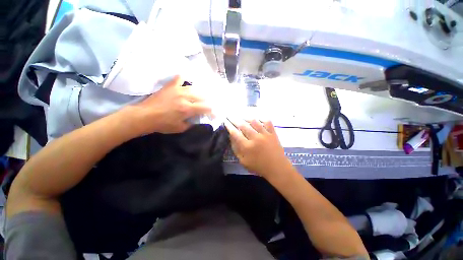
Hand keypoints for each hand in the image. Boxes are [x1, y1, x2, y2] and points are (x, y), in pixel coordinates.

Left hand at [128, 76, 211, 134]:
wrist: (144, 116)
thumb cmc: (163, 124)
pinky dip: (184, 80)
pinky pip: (179, 78)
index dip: (213, 111)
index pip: (206, 108)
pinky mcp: (170, 86)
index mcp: (188, 109)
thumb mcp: (180, 128)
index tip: (215, 114)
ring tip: (202, 96)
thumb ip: (191, 123)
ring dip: (200, 93)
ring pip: (194, 88)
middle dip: (208, 101)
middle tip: (209, 105)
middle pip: (203, 96)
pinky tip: (187, 83)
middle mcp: (185, 97)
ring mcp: (177, 90)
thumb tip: (198, 119)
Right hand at [225, 118, 293, 179]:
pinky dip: (262, 118)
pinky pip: (267, 122)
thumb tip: (232, 137)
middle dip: (235, 119)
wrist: (277, 168)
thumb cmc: (259, 166)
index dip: (229, 126)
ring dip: (247, 117)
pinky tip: (257, 118)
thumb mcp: (243, 161)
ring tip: (242, 116)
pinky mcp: (273, 133)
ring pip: (254, 122)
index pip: (235, 133)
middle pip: (243, 125)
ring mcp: (265, 135)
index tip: (226, 121)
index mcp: (247, 147)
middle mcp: (255, 138)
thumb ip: (236, 149)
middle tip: (231, 116)